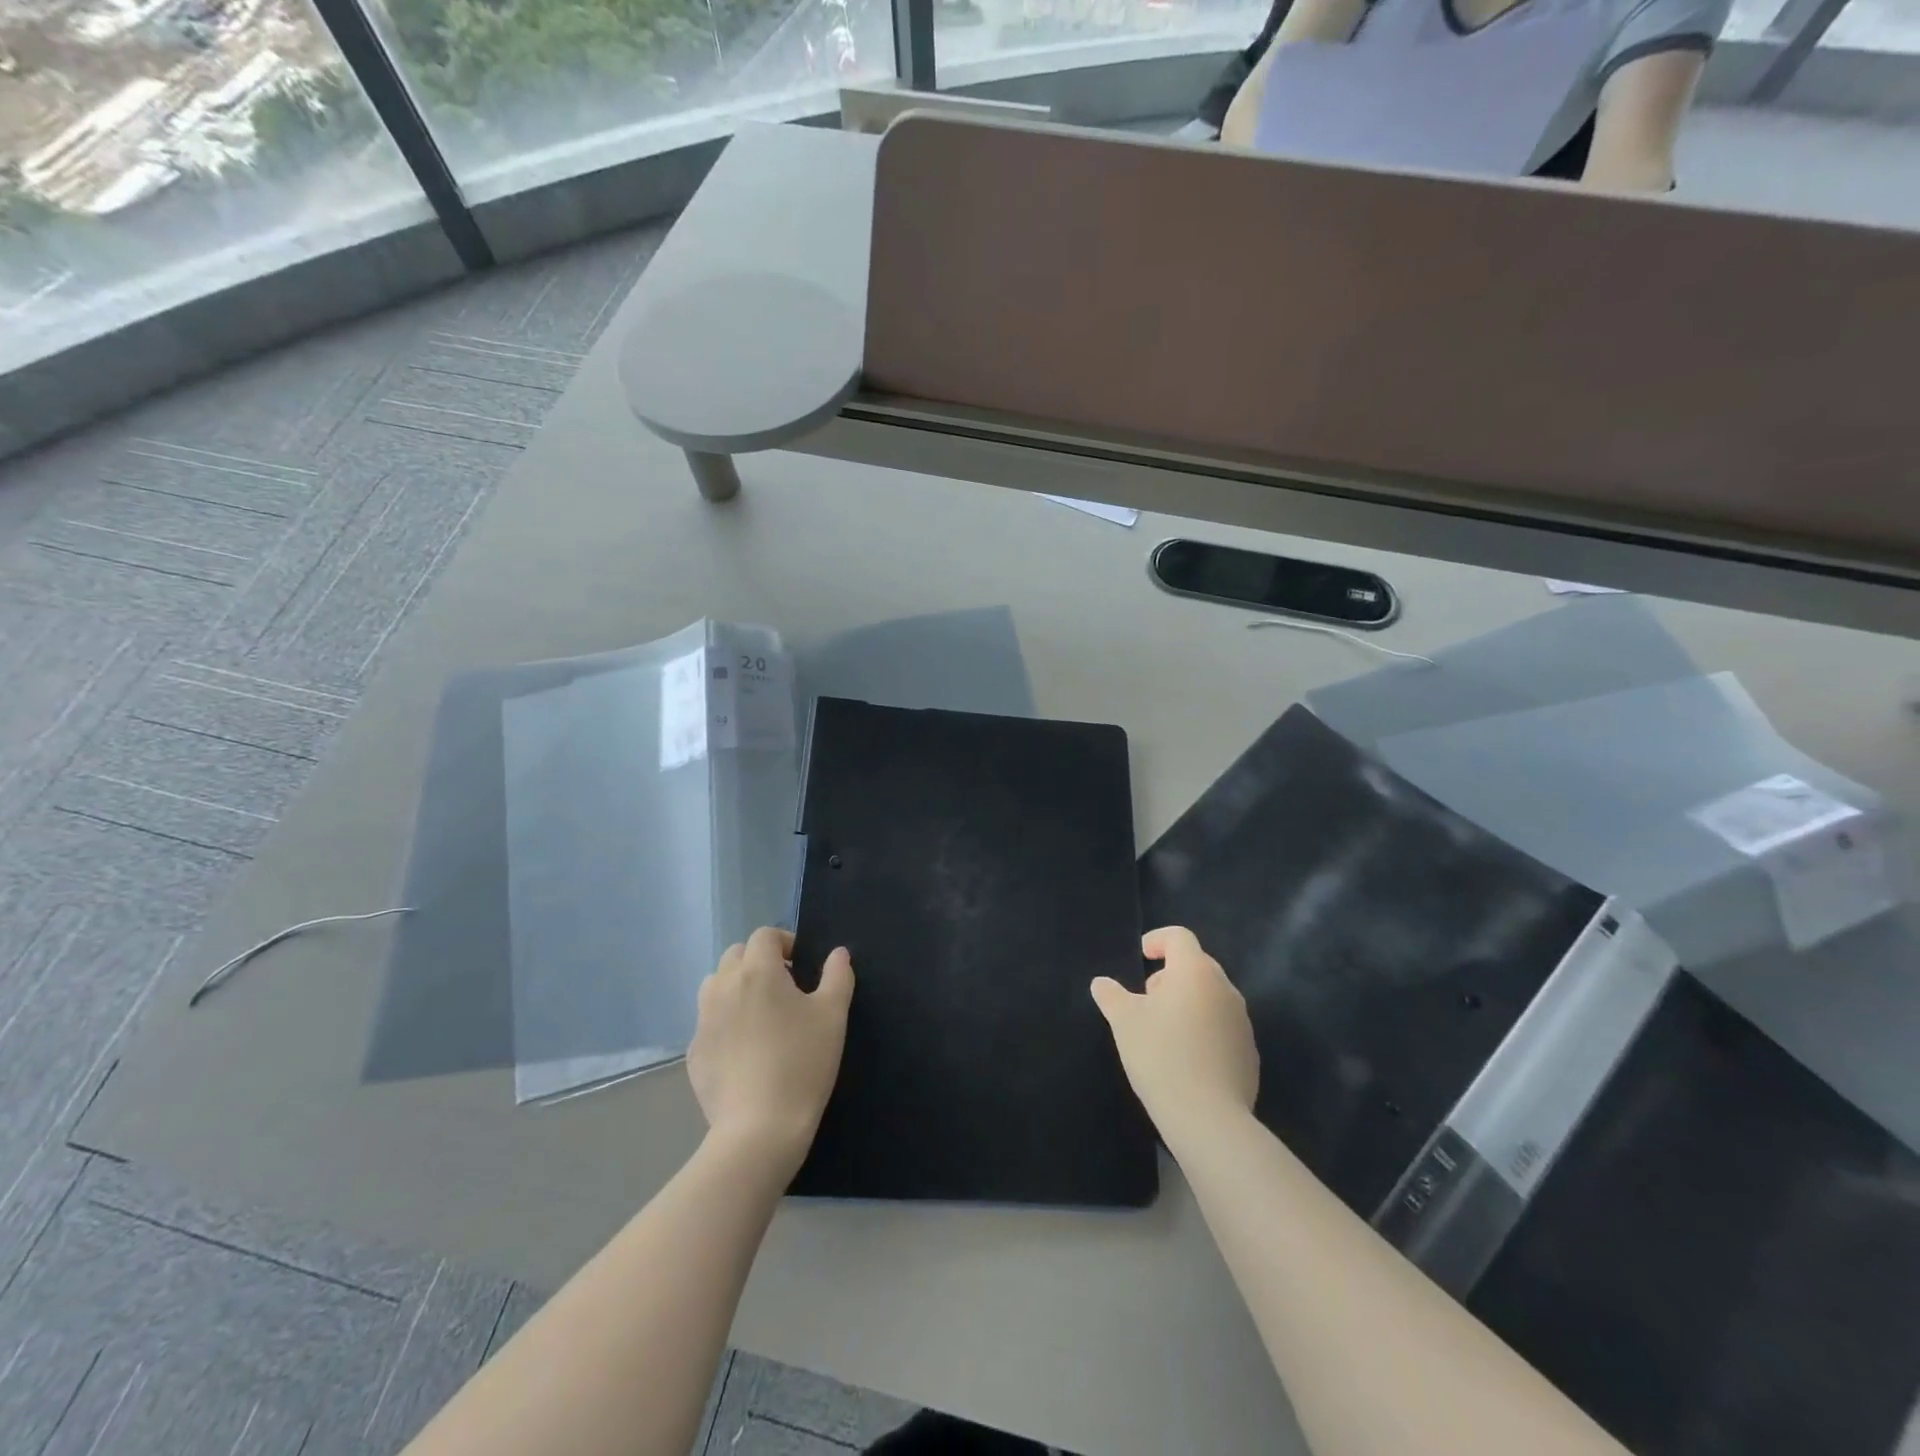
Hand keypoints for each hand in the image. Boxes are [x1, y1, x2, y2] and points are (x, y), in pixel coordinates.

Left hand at [688, 927, 853, 1170]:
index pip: (764, 936)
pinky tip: (745, 1050)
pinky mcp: (694, 1053)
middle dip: (758, 961)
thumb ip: (838, 975)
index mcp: (758, 971)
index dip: (784, 942)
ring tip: (760, 1014)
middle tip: (783, 988)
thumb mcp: (833, 1014)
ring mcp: (703, 1021)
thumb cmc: (803, 1062)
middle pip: (735, 955)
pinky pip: (708, 1022)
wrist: (759, 1128)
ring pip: (715, 986)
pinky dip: (725, 1022)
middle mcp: (723, 987)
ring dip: (736, 987)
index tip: (801, 965)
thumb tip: (838, 954)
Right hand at [1092, 926, 1257, 1143]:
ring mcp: (1242, 1021)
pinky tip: (1186, 1057)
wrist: (1207, 1117)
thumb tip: (1101, 983)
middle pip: (1198, 965)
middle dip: (1171, 974)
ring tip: (1164, 1030)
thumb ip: (1111, 995)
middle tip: (1147, 998)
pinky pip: (1223, 1026)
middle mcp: (1224, 988)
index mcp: (1195, 972)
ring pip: (1211, 996)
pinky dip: (1204, 1029)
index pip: (1180, 937)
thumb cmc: (1161, 1055)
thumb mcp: (1124, 1021)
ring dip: (1188, 1002)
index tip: (1141, 956)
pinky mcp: (1250, 1052)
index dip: (1158, 940)